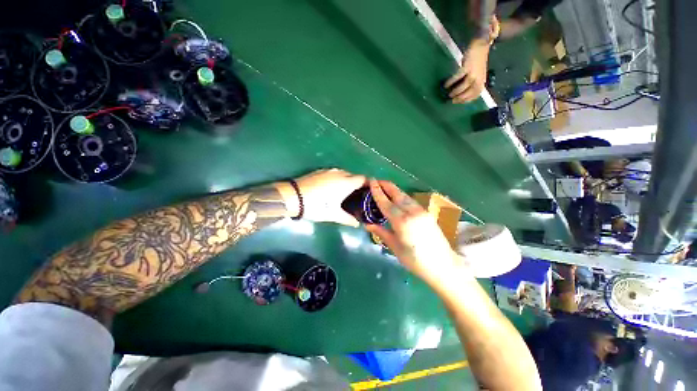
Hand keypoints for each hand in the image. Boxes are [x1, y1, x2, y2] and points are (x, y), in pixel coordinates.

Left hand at [277, 168, 366, 226]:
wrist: (292, 197)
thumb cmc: (316, 206)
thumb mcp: (333, 214)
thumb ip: (348, 219)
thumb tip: (358, 224)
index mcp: (346, 183)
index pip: (364, 179)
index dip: (369, 184)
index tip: (370, 193)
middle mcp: (340, 173)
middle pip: (354, 176)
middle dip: (359, 184)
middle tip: (358, 196)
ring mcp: (329, 171)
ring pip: (344, 173)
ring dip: (348, 181)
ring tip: (346, 193)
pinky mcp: (320, 171)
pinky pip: (335, 173)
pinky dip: (338, 179)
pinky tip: (333, 188)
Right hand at [365, 179, 468, 288]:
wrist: (443, 265)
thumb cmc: (415, 260)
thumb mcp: (394, 247)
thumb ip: (381, 232)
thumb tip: (367, 224)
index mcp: (402, 221)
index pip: (386, 202)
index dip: (377, 191)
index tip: (371, 181)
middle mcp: (412, 212)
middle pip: (397, 194)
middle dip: (386, 185)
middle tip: (377, 181)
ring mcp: (421, 211)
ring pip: (405, 196)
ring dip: (394, 190)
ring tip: (385, 187)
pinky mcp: (427, 213)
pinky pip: (411, 201)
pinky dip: (402, 197)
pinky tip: (398, 199)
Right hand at [444, 42, 489, 103]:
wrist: (481, 47)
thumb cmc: (477, 63)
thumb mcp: (477, 76)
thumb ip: (472, 84)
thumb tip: (459, 93)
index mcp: (481, 83)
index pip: (473, 96)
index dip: (464, 101)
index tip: (456, 102)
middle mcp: (478, 80)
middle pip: (468, 93)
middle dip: (459, 98)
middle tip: (451, 100)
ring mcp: (473, 74)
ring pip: (463, 87)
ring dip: (455, 92)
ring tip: (449, 94)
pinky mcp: (467, 68)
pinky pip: (458, 77)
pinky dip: (451, 82)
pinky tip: (446, 85)